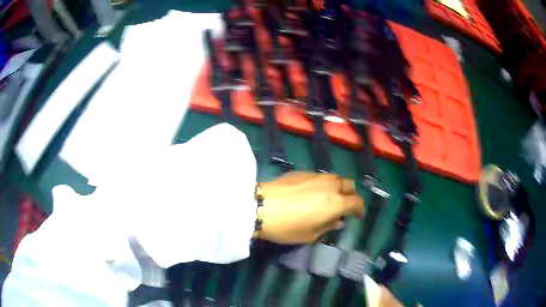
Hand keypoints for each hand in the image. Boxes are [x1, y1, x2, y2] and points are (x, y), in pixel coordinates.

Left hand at [257, 172, 364, 243]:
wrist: (261, 207)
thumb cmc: (287, 227)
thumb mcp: (310, 235)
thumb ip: (328, 226)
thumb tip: (338, 222)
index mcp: (336, 202)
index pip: (357, 202)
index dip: (360, 209)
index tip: (357, 216)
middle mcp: (330, 185)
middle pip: (349, 184)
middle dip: (351, 195)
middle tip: (344, 206)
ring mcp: (315, 176)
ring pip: (334, 178)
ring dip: (337, 187)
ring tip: (328, 198)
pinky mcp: (301, 172)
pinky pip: (319, 176)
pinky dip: (322, 184)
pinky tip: (311, 192)